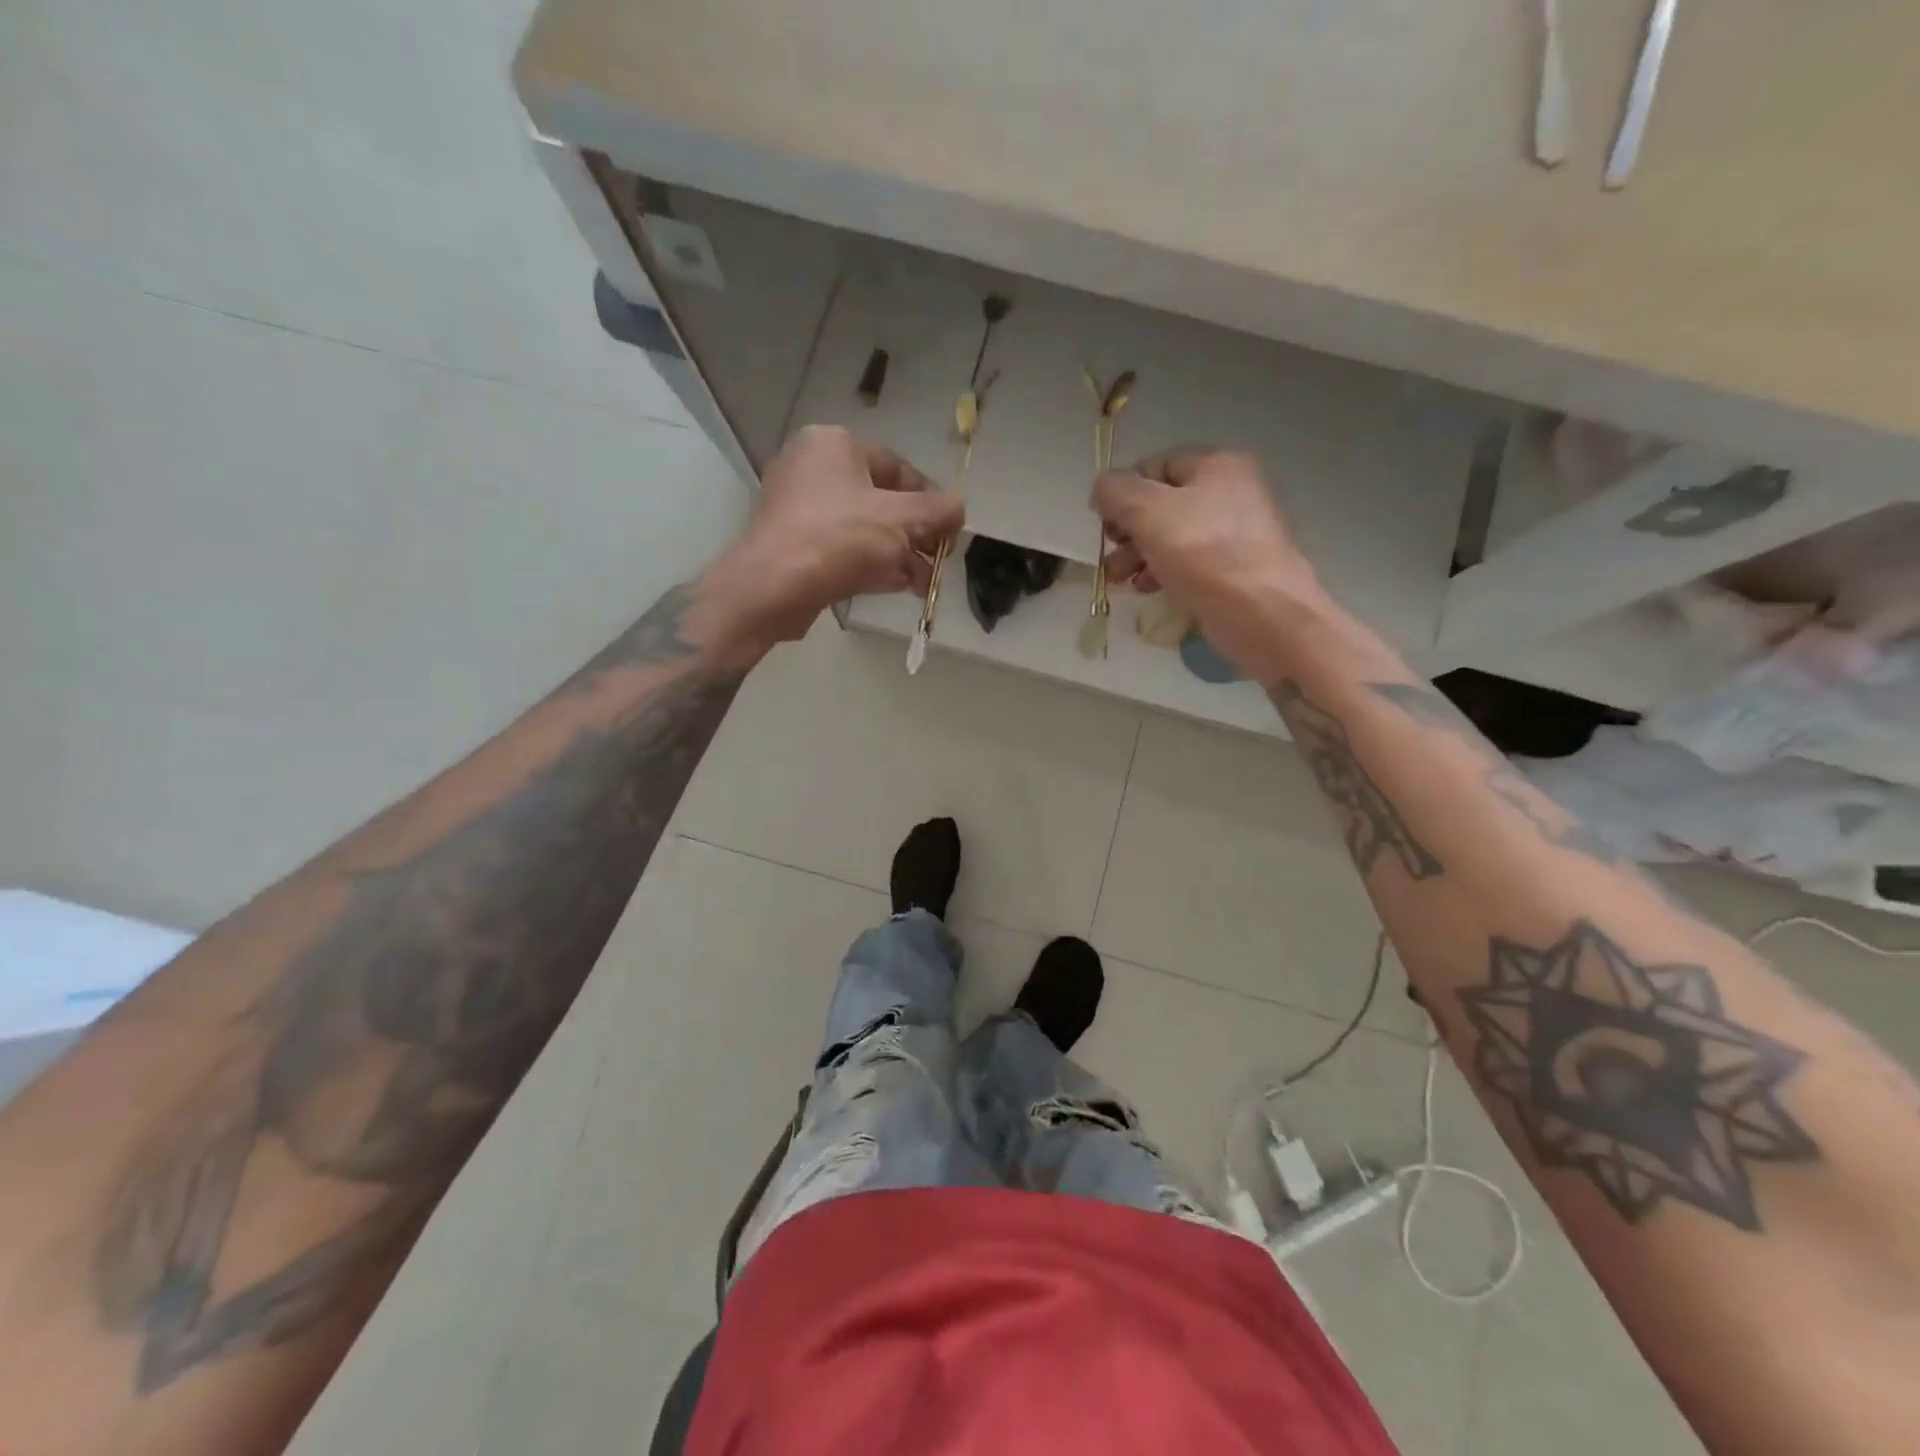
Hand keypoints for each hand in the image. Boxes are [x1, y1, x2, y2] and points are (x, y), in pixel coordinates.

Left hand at [699, 426, 963, 652]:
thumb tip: (958, 510)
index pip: (898, 467)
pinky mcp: (791, 544)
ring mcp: (797, 507)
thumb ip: (940, 510)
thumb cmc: (840, 539)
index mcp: (834, 444)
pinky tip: (896, 586)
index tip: (950, 531)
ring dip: (898, 554)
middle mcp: (811, 467)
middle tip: (938, 560)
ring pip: (862, 527)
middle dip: (915, 534)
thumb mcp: (903, 519)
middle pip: (881, 499)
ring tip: (923, 582)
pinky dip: (870, 563)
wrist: (772, 588)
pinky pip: (841, 547)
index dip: (931, 500)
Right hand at [1093, 448, 1328, 678]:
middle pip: (1163, 503)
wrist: (1263, 613)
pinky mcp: (1236, 568)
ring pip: (1174, 536)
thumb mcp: (1150, 513)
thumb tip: (1102, 488)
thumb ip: (1117, 492)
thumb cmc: (1205, 554)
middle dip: (1129, 530)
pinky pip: (1190, 562)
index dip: (1123, 491)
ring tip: (1120, 580)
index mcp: (1217, 465)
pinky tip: (1149, 589)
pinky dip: (1165, 572)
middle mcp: (1232, 491)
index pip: (1156, 465)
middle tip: (1111, 557)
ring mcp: (1237, 532)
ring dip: (1140, 554)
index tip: (1105, 524)